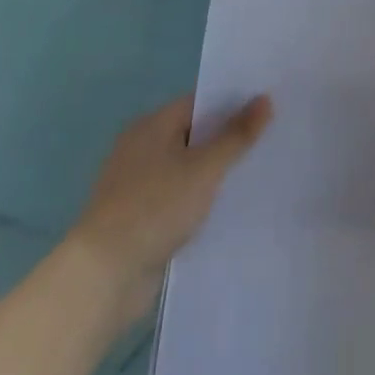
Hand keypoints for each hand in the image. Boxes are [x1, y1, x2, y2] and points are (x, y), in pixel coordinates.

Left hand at [70, 94, 272, 326]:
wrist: (104, 276)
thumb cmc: (155, 207)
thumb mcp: (204, 168)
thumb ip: (236, 135)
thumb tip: (265, 98)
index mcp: (152, 125)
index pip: (200, 103)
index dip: (233, 104)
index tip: (267, 110)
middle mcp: (141, 147)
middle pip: (194, 134)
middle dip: (227, 139)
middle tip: (270, 140)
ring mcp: (137, 184)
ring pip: (187, 168)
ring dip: (214, 173)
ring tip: (256, 174)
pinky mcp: (139, 217)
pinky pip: (178, 197)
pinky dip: (199, 200)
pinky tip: (227, 208)